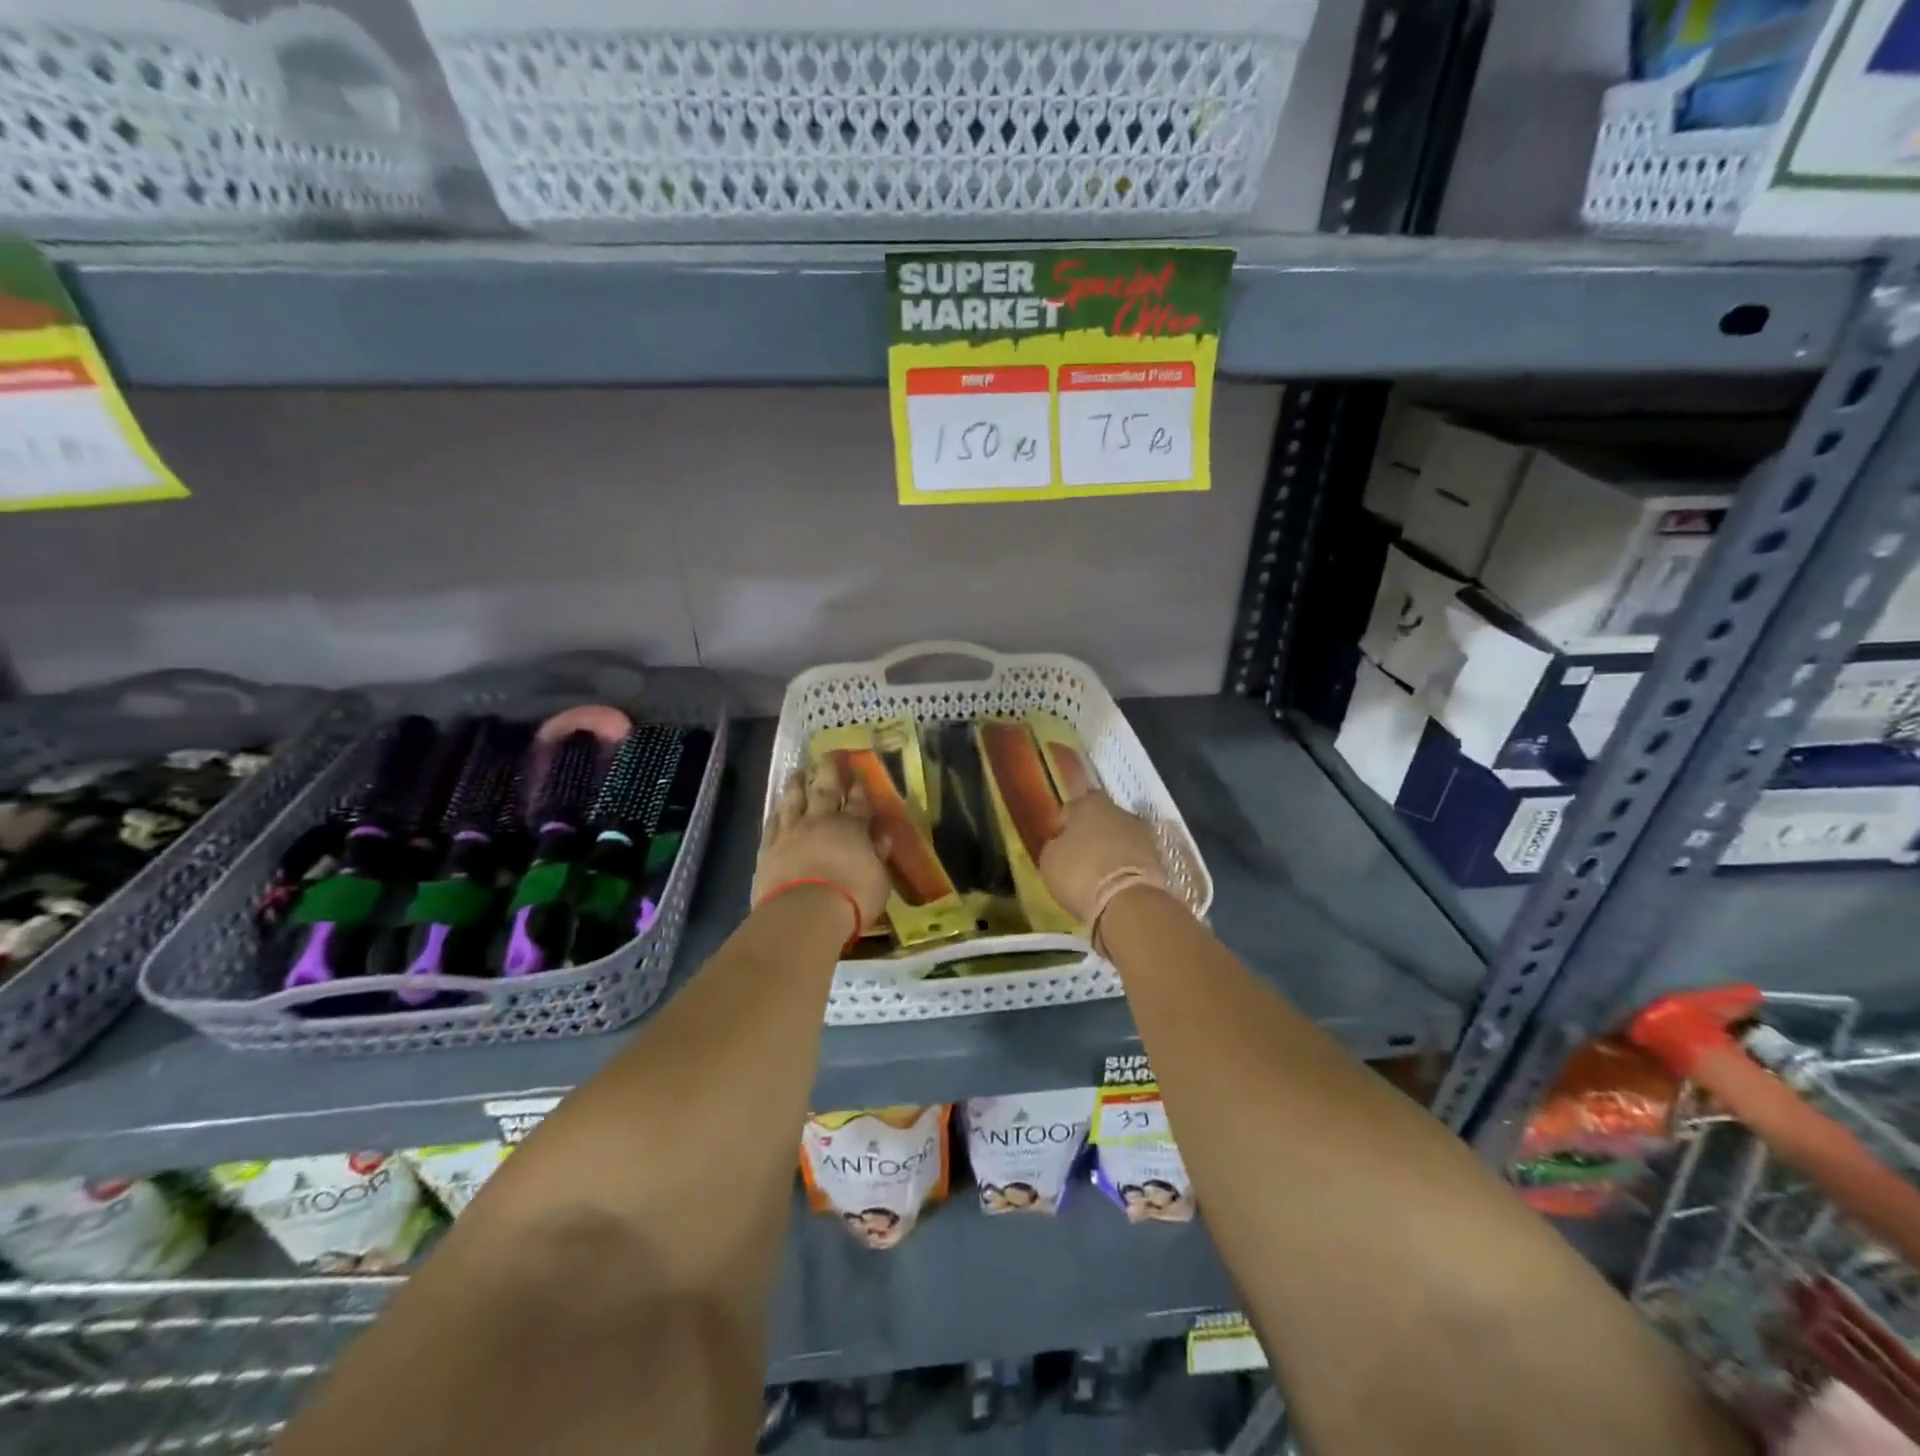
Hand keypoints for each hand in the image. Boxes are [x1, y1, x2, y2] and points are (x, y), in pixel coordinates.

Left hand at [753, 759, 891, 933]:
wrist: (805, 911)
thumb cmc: (852, 898)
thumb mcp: (879, 879)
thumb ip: (878, 855)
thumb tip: (882, 837)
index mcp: (853, 828)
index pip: (858, 802)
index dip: (859, 787)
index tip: (857, 774)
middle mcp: (821, 822)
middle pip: (826, 790)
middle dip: (829, 771)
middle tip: (828, 755)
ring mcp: (792, 832)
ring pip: (794, 799)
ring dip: (797, 783)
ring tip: (798, 771)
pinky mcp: (769, 847)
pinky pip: (773, 822)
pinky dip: (777, 811)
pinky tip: (777, 806)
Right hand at [1038, 791, 1165, 924]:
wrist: (1127, 901)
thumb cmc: (1079, 873)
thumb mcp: (1049, 859)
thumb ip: (1055, 844)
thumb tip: (1062, 843)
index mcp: (1089, 804)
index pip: (1072, 808)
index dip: (1064, 825)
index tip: (1060, 844)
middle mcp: (1119, 810)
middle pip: (1100, 819)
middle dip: (1091, 835)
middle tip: (1079, 858)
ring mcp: (1142, 833)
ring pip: (1119, 838)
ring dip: (1111, 850)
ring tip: (1099, 874)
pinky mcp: (1158, 857)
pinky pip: (1133, 857)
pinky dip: (1125, 866)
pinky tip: (1115, 883)